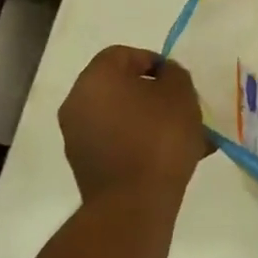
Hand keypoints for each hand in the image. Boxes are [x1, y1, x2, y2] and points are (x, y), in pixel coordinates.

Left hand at [58, 45, 207, 202]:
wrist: (133, 203)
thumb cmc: (159, 137)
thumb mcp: (181, 93)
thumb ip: (173, 74)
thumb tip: (163, 76)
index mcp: (96, 79)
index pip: (122, 54)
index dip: (152, 60)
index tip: (175, 79)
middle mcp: (77, 103)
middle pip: (118, 86)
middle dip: (150, 92)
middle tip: (179, 105)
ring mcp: (76, 136)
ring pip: (118, 115)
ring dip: (145, 118)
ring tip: (179, 134)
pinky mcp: (84, 164)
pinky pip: (115, 140)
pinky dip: (137, 140)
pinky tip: (165, 155)